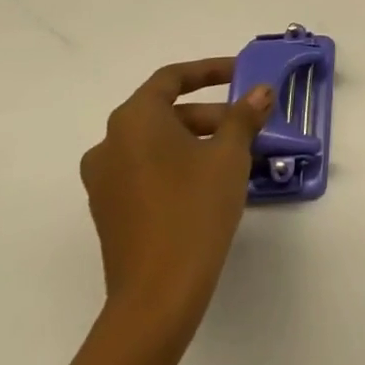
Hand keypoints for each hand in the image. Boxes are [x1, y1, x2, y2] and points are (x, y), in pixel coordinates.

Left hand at [80, 60, 274, 347]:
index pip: (172, 78)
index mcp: (134, 121)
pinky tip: (212, 184)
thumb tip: (260, 91)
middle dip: (211, 113)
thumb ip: (244, 117)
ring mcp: (104, 181)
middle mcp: (110, 144)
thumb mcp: (230, 156)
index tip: (242, 73)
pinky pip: (148, 171)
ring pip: (157, 144)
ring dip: (198, 141)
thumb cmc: (194, 209)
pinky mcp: (110, 211)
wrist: (158, 293)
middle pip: (165, 112)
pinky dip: (179, 165)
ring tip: (239, 156)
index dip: (210, 70)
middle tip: (250, 125)